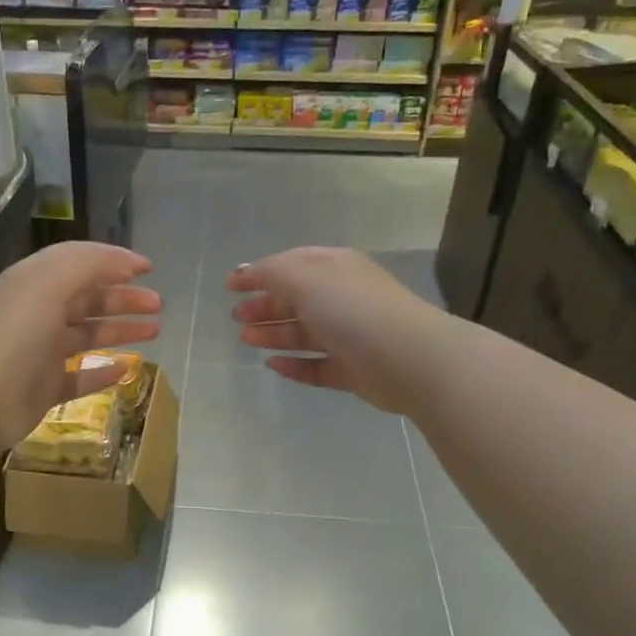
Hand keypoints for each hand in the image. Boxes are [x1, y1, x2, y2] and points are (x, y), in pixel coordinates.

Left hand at [0, 241, 161, 451]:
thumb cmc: (16, 334)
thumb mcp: (49, 283)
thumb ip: (89, 264)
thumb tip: (127, 261)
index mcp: (35, 282)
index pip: (80, 262)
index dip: (114, 261)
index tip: (150, 268)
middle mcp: (38, 312)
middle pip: (88, 299)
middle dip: (123, 298)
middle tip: (158, 304)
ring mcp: (41, 352)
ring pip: (87, 336)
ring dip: (120, 331)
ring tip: (155, 331)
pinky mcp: (44, 388)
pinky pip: (79, 376)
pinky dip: (101, 372)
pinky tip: (125, 370)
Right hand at [227, 247, 439, 413]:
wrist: (406, 357)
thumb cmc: (351, 309)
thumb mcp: (305, 278)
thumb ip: (270, 273)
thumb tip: (244, 272)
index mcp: (334, 268)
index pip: (291, 265)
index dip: (259, 273)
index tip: (229, 286)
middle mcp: (342, 298)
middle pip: (296, 301)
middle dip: (264, 306)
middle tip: (236, 317)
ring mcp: (349, 336)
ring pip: (304, 334)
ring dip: (273, 334)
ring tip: (245, 339)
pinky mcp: (352, 370)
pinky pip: (316, 366)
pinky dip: (295, 365)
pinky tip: (273, 366)